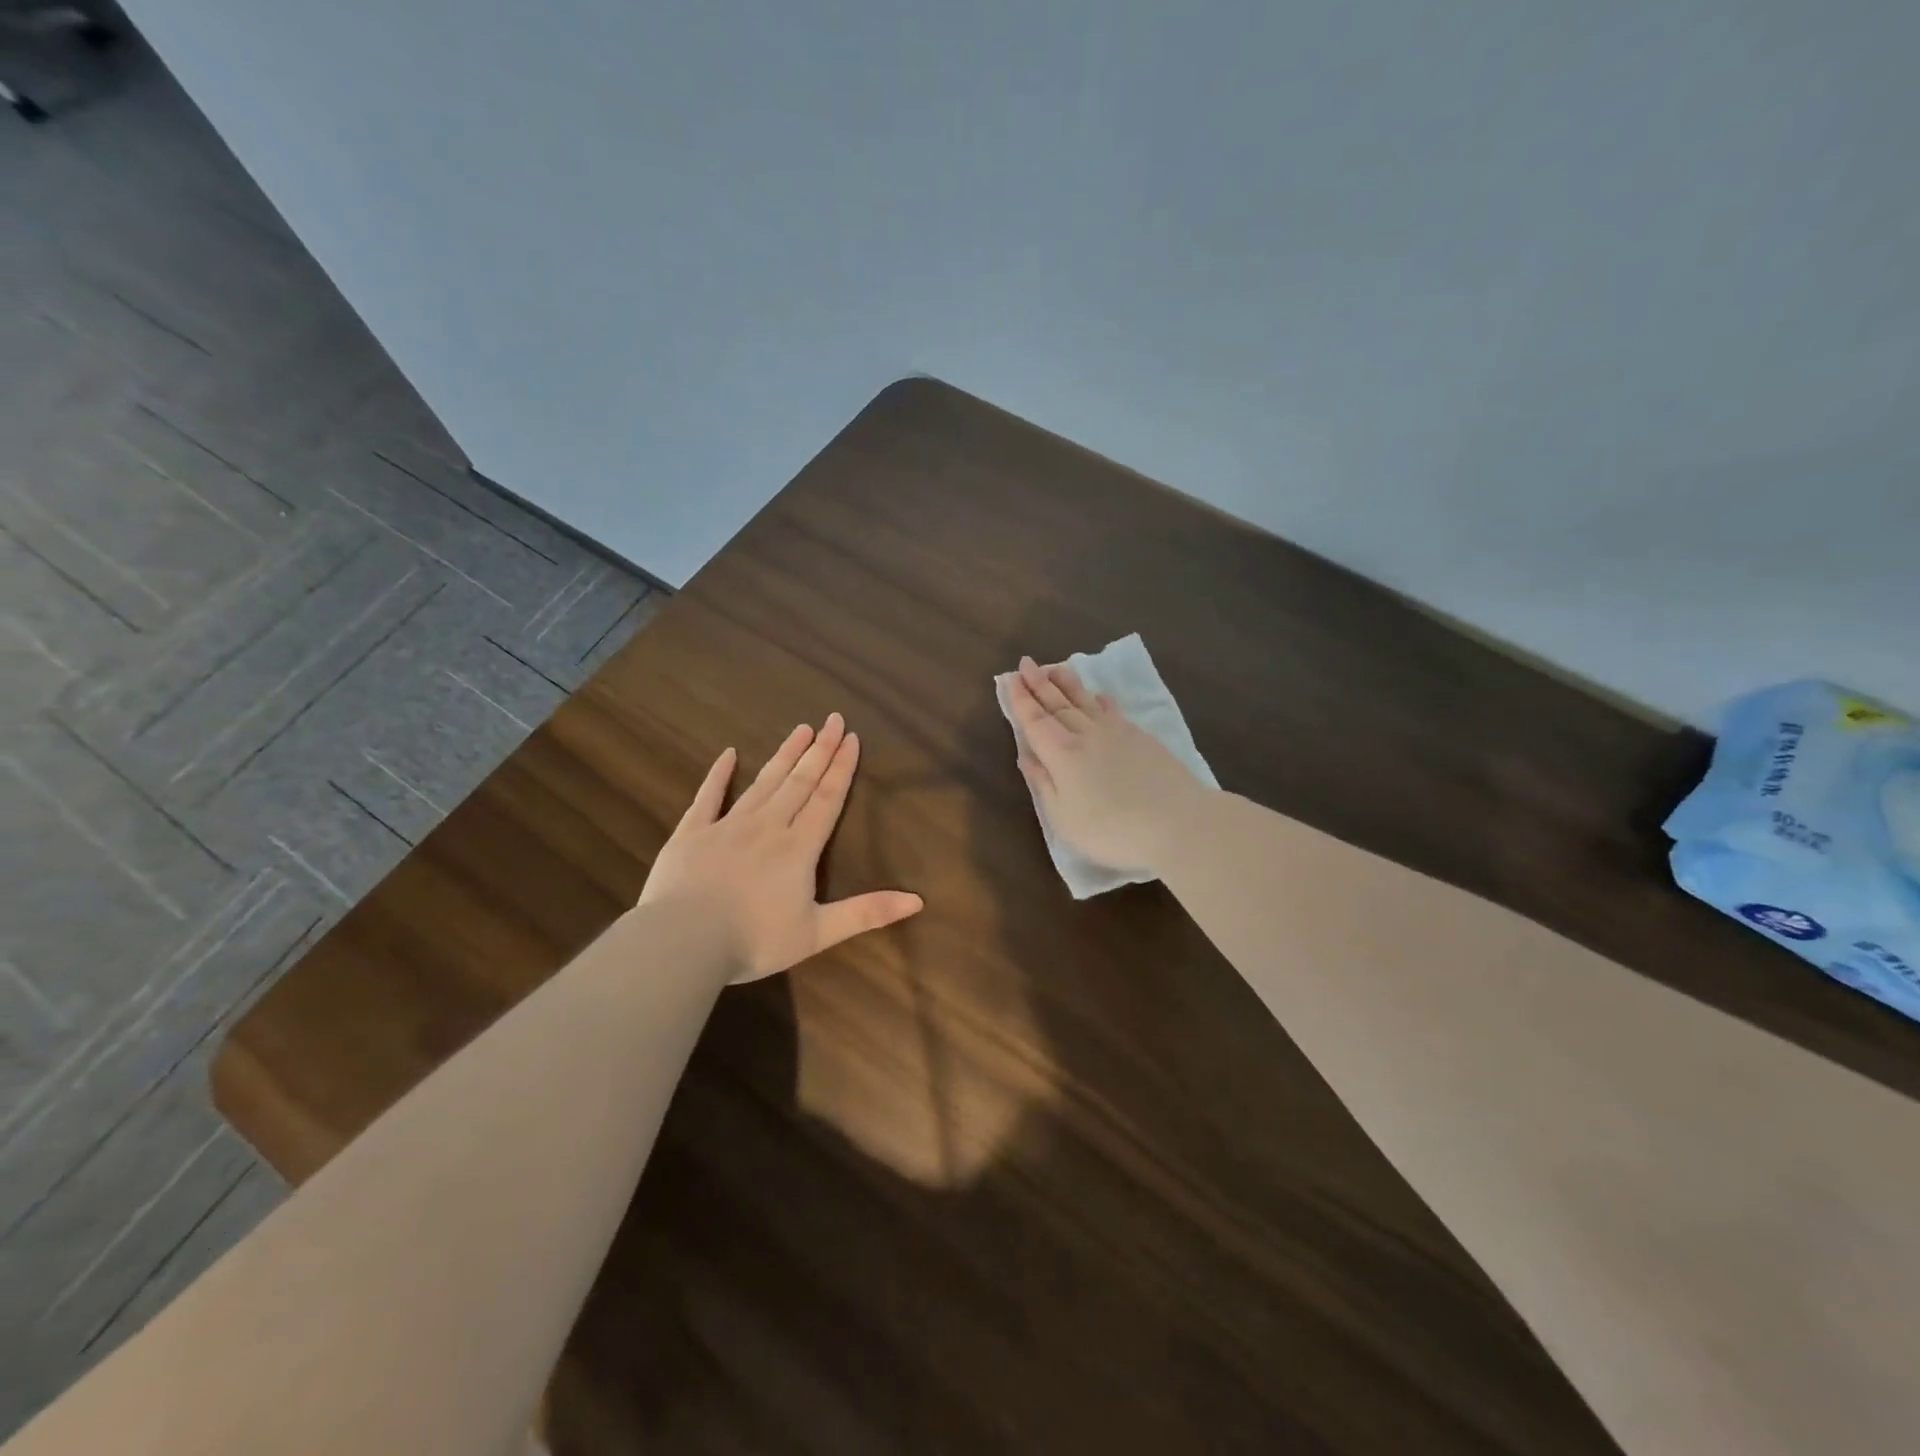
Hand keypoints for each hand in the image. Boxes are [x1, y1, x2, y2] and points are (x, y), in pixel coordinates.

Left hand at [639, 713, 923, 981]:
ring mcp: (727, 826)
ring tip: (800, 728)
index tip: (851, 738)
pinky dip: (718, 774)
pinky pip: (708, 796)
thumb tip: (918, 900)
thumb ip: (866, 913)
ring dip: (784, 755)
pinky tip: (728, 753)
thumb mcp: (818, 933)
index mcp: (798, 848)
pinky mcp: (691, 832)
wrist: (683, 942)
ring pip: (763, 782)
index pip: (827, 799)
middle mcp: (768, 826)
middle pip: (799, 782)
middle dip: (819, 750)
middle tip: (832, 718)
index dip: (841, 768)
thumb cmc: (754, 940)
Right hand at [1006, 656, 1210, 871]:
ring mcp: (1117, 733)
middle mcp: (1086, 735)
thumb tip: (1026, 756)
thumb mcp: (1063, 817)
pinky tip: (1099, 695)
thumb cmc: (1111, 830)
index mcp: (1061, 753)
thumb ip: (1043, 783)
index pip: (1035, 720)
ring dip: (1067, 684)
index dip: (1021, 700)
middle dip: (1039, 683)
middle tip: (1026, 662)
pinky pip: (1113, 712)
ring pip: (1085, 702)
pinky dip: (1101, 701)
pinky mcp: (1141, 738)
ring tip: (1055, 667)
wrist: (1177, 823)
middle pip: (1058, 704)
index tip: (1010, 679)